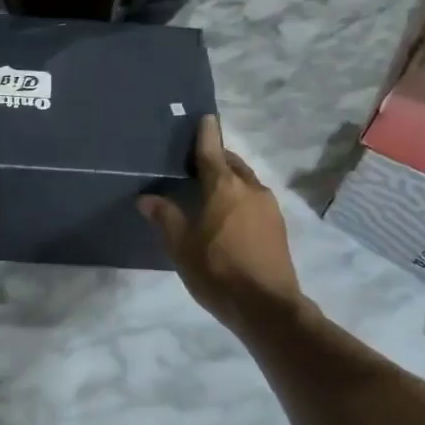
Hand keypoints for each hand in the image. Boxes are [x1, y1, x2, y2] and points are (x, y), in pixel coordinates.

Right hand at [139, 115, 304, 329]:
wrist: (267, 308)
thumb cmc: (218, 271)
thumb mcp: (181, 246)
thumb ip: (165, 218)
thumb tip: (146, 198)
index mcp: (224, 186)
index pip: (211, 150)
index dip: (206, 132)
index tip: (205, 116)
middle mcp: (250, 188)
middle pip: (231, 163)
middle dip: (217, 158)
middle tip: (197, 162)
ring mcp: (269, 207)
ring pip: (246, 181)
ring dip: (230, 180)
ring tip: (211, 191)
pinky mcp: (278, 227)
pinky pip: (255, 200)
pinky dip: (240, 198)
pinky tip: (229, 216)